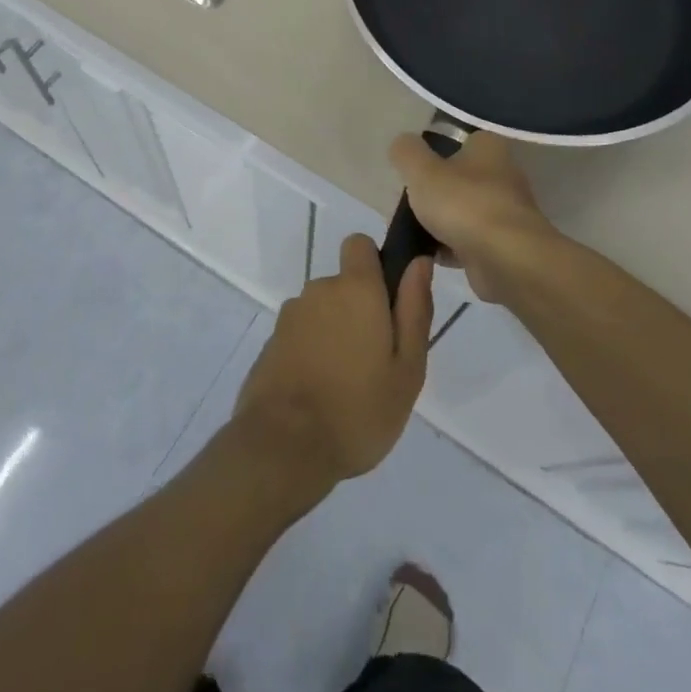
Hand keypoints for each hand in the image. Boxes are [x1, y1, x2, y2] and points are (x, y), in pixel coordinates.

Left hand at [231, 237, 432, 492]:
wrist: (283, 447)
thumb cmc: (358, 409)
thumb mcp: (407, 367)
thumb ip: (415, 309)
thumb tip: (419, 262)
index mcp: (355, 288)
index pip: (359, 244)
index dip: (374, 264)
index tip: (387, 302)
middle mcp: (319, 290)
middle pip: (343, 286)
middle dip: (358, 311)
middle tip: (376, 361)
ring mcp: (290, 316)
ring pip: (322, 313)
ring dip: (334, 334)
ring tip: (347, 386)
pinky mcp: (270, 343)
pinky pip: (301, 336)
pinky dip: (311, 354)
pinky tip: (319, 394)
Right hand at [389, 131, 563, 304]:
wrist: (506, 260)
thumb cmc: (463, 204)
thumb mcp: (421, 170)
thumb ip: (406, 153)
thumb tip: (402, 144)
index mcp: (488, 148)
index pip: (461, 141)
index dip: (436, 151)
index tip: (414, 168)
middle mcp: (503, 175)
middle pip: (460, 178)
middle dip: (434, 191)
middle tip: (408, 202)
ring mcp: (505, 212)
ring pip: (463, 211)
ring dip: (440, 222)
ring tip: (411, 231)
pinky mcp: (503, 245)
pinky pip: (468, 242)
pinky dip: (450, 247)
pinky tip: (429, 255)